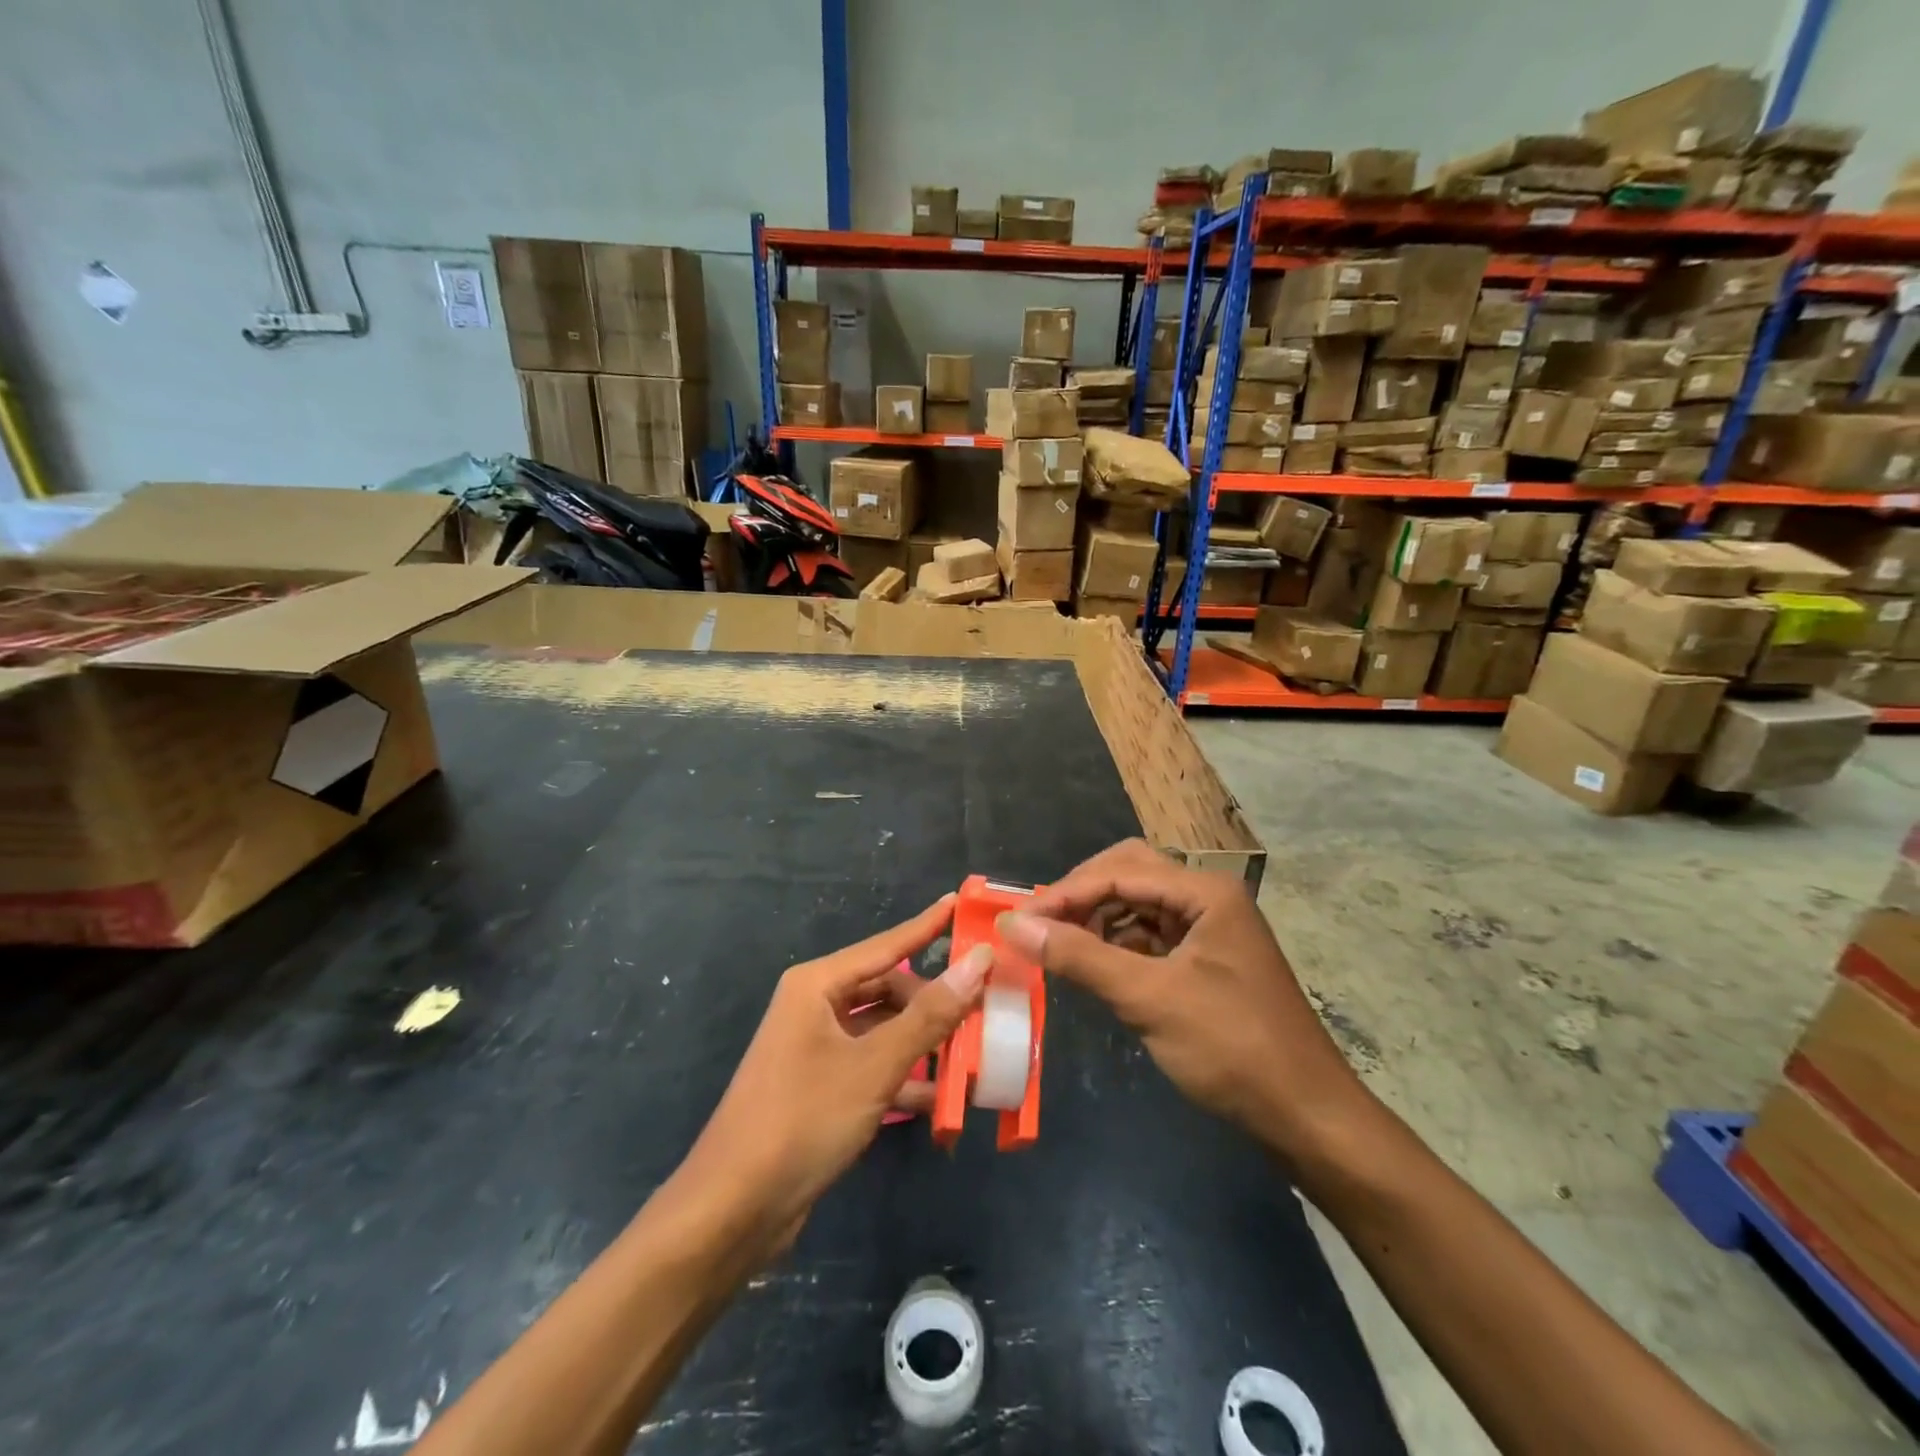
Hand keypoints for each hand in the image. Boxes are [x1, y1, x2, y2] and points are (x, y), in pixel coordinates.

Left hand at [681, 896, 991, 1251]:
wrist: (733, 1210)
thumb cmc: (802, 1120)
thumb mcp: (874, 1066)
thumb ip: (930, 1015)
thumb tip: (978, 960)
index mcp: (818, 985)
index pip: (886, 945)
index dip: (927, 925)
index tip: (961, 902)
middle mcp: (816, 1007)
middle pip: (888, 989)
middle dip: (934, 1000)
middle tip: (984, 1006)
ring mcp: (817, 1048)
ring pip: (884, 1030)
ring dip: (924, 1043)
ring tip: (974, 1052)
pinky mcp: (822, 1087)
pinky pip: (874, 1066)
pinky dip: (905, 1076)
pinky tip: (941, 1098)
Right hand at [998, 840, 1371, 1158]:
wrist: (1307, 1116)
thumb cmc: (1232, 1049)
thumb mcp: (1149, 999)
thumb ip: (1079, 956)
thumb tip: (1013, 926)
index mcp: (1205, 891)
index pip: (1119, 871)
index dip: (1064, 893)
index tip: (1017, 921)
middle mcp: (1207, 897)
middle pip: (1129, 874)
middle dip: (1080, 896)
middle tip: (1038, 926)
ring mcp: (1209, 927)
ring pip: (1138, 904)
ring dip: (1096, 920)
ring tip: (1057, 947)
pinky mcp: (1205, 958)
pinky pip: (1150, 935)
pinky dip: (1117, 944)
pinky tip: (1093, 964)